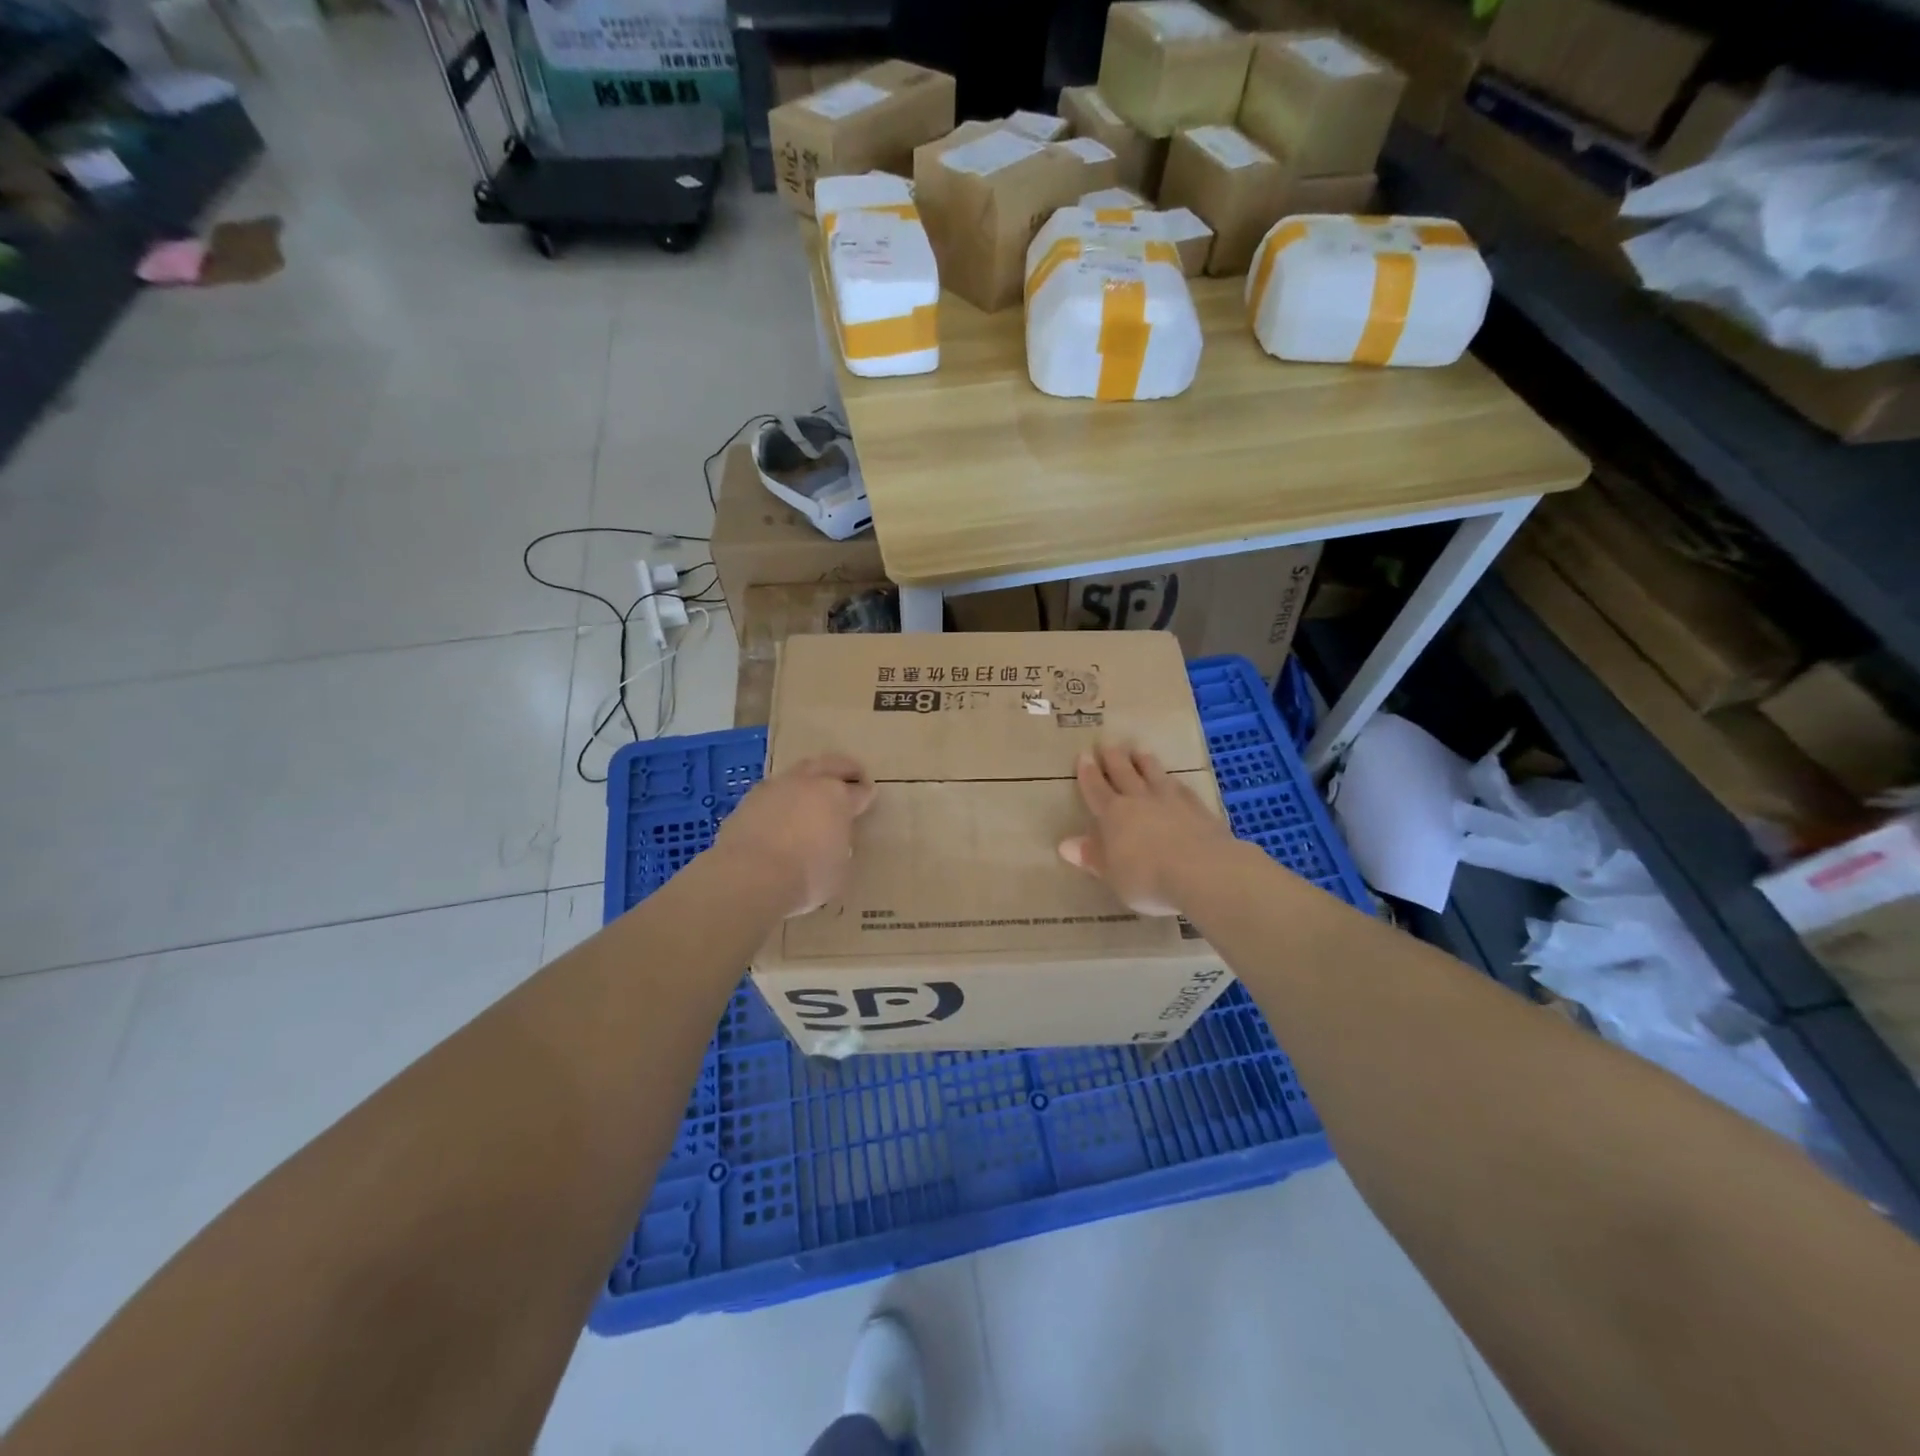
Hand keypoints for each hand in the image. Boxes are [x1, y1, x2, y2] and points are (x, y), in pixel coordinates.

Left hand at [714, 754, 877, 916]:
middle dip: (844, 768)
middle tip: (852, 773)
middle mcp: (808, 783)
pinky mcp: (748, 801)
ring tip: (812, 791)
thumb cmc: (806, 876)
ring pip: (798, 772)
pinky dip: (782, 798)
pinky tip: (781, 811)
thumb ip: (840, 847)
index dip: (866, 794)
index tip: (869, 797)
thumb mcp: (839, 869)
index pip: (860, 791)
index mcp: (838, 797)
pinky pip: (772, 792)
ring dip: (809, 779)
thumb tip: (833, 843)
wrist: (749, 876)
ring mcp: (775, 788)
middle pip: (831, 764)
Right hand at [1059, 743, 1234, 915]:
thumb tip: (1065, 844)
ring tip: (1139, 749)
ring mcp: (1171, 800)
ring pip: (1154, 773)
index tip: (1084, 755)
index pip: (1096, 789)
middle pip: (1124, 773)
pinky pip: (1181, 788)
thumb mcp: (1113, 875)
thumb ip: (1092, 857)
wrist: (1203, 871)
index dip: (1088, 773)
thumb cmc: (1148, 879)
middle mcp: (1139, 800)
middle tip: (1107, 743)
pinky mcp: (1197, 808)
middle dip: (1113, 758)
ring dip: (1144, 761)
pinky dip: (1174, 781)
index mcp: (1113, 815)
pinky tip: (1175, 780)